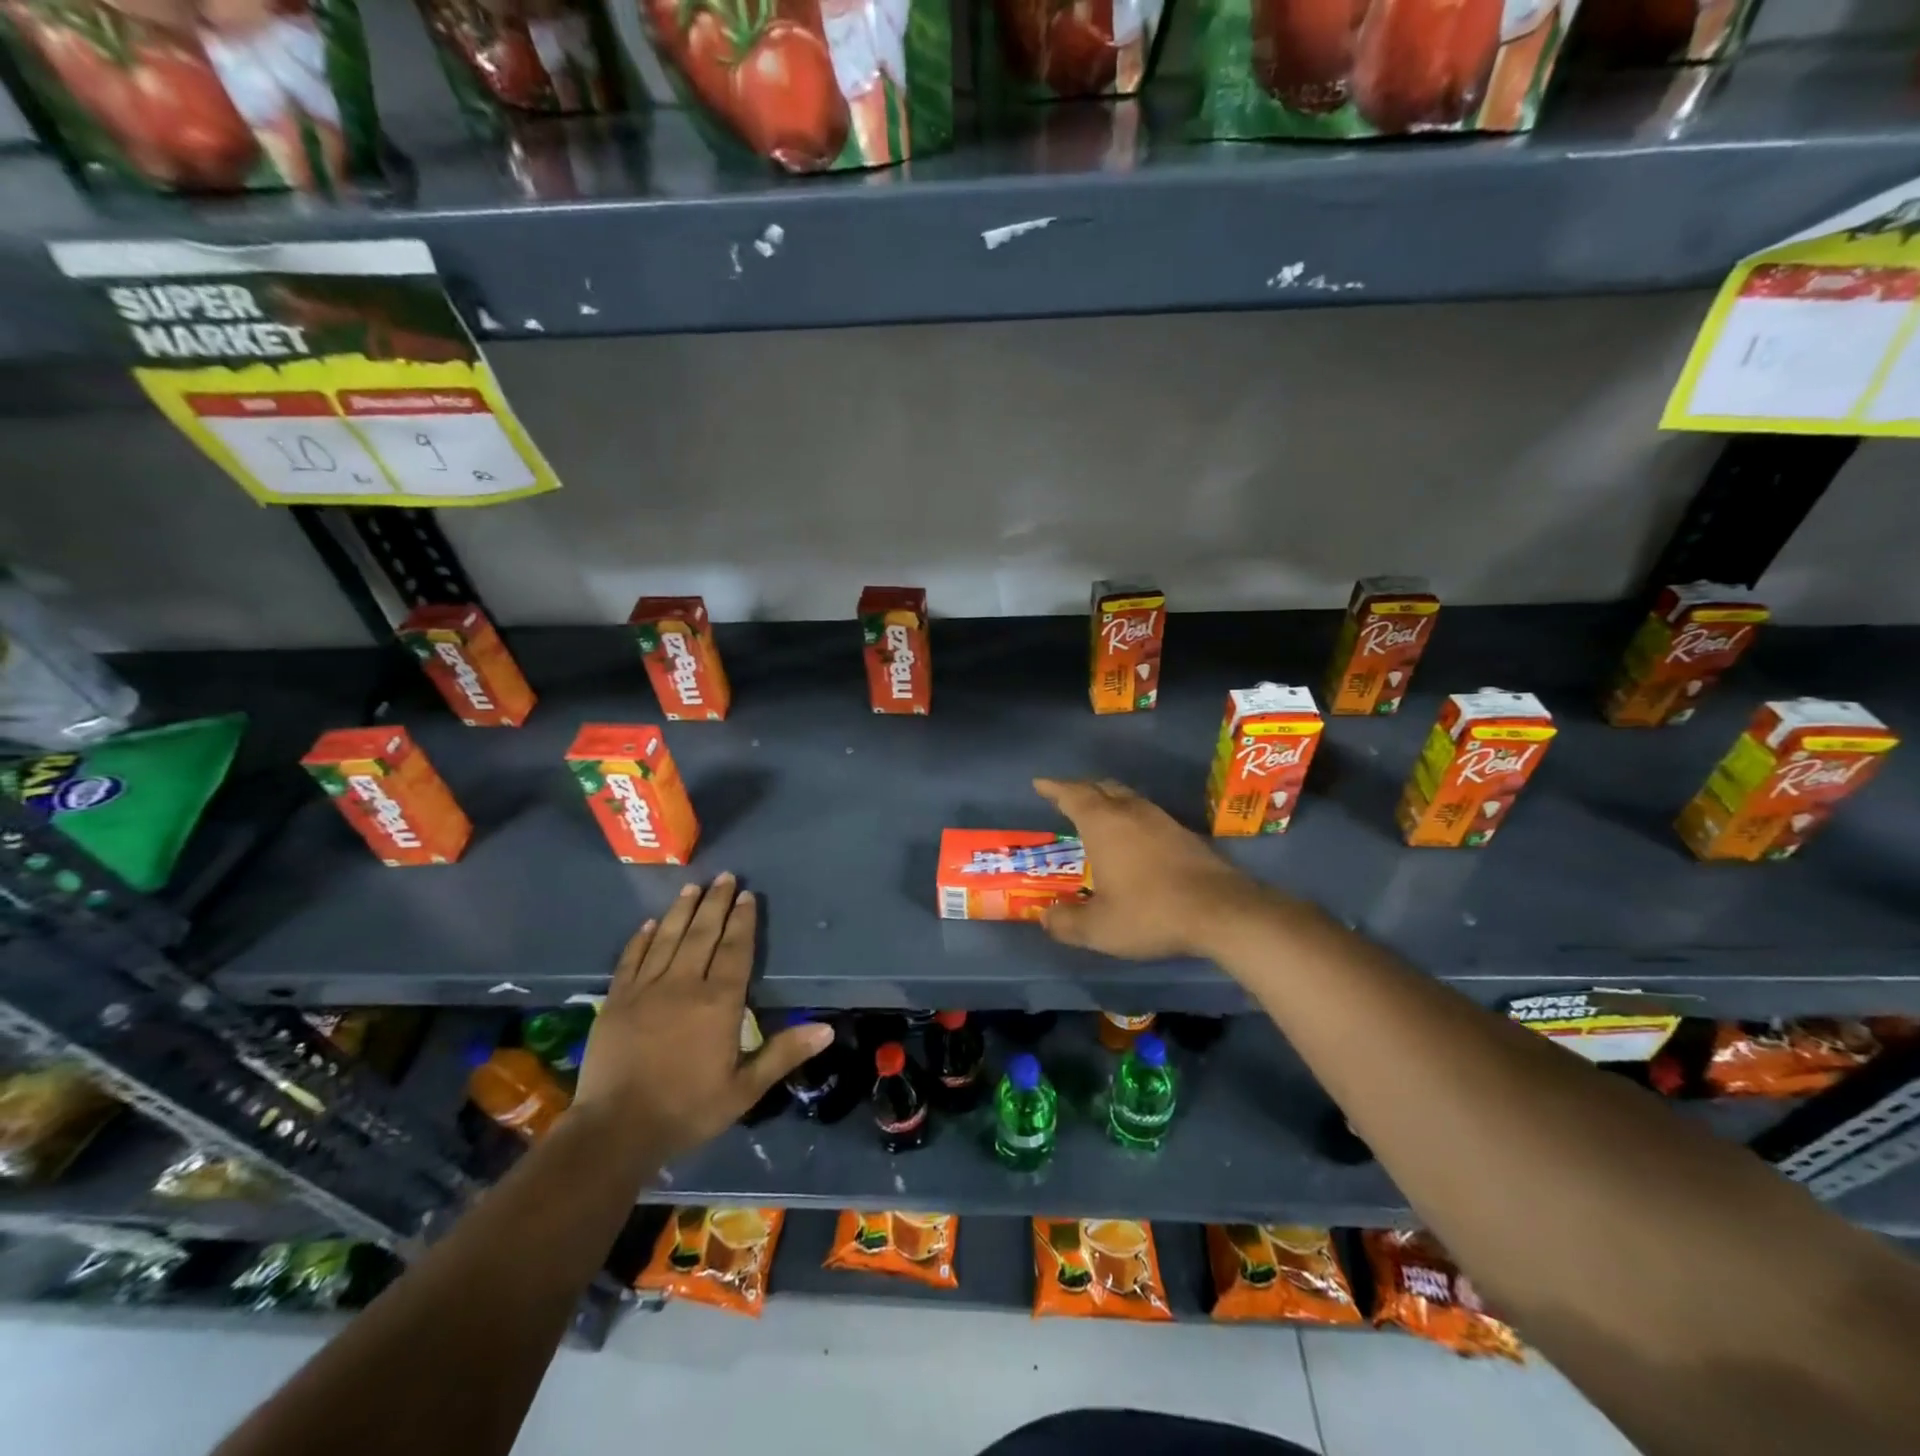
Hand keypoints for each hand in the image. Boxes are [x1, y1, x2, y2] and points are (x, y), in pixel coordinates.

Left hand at [570, 874, 831, 1164]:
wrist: (615, 1131)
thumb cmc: (687, 1110)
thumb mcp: (745, 1089)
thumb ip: (784, 1053)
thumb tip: (828, 1028)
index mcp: (718, 1002)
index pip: (735, 950)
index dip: (743, 921)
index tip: (747, 895)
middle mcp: (683, 985)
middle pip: (702, 934)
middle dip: (715, 903)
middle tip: (724, 876)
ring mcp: (645, 990)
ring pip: (667, 938)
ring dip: (682, 911)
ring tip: (692, 886)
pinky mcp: (616, 1001)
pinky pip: (631, 960)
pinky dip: (641, 939)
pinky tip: (649, 924)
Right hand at [1033, 778, 1283, 959]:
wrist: (1221, 911)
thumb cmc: (1150, 912)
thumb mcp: (1099, 928)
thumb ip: (1067, 922)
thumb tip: (1045, 918)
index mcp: (1103, 824)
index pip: (1072, 795)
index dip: (1054, 788)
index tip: (1040, 783)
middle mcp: (1131, 812)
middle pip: (1101, 788)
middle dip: (1081, 789)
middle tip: (1066, 796)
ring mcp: (1161, 819)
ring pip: (1128, 798)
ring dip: (1108, 800)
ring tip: (1098, 813)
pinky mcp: (1184, 833)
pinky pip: (1147, 813)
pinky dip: (1130, 816)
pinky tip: (1133, 837)